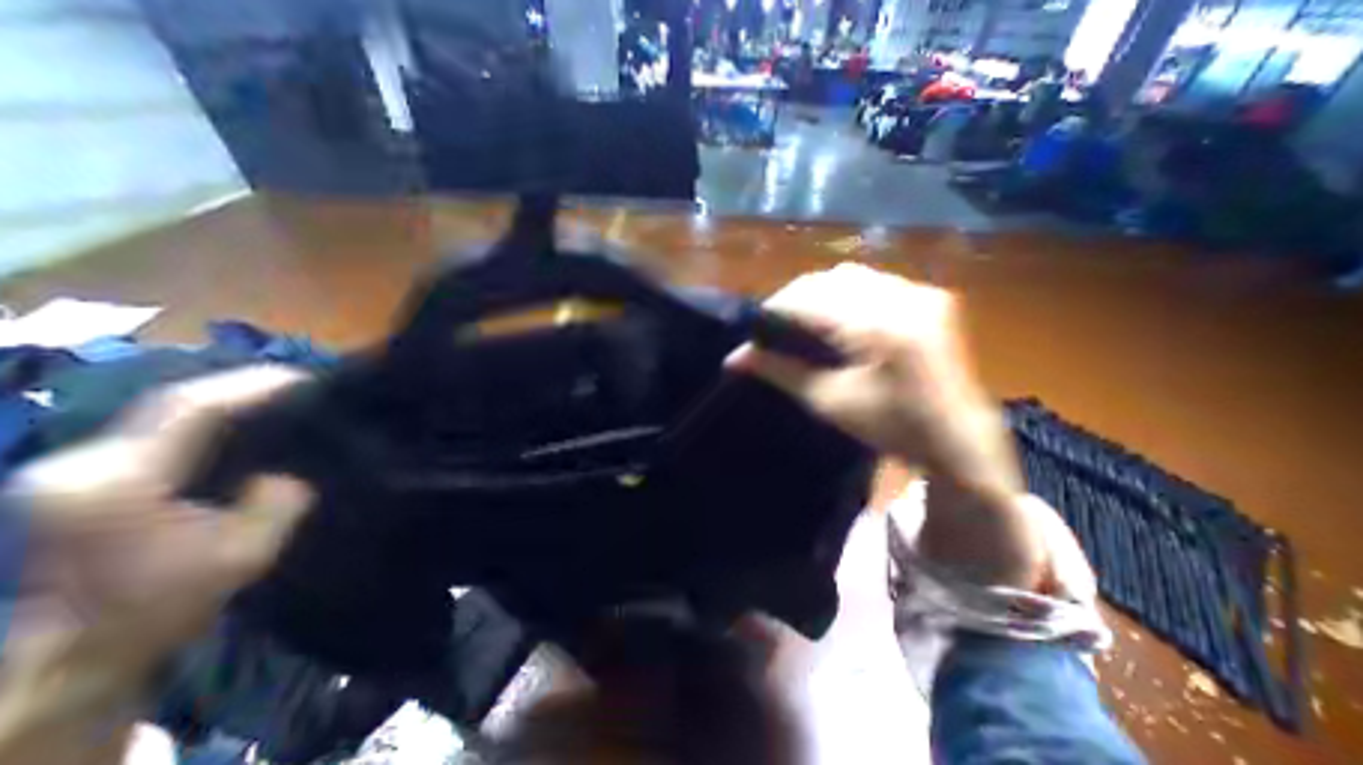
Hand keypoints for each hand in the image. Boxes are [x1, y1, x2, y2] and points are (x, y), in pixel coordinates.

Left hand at [0, 369, 310, 761]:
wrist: (76, 650)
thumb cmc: (164, 606)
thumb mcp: (245, 556)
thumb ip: (278, 506)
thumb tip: (283, 476)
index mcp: (118, 484)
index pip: (190, 409)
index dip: (252, 386)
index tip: (305, 379)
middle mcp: (83, 464)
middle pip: (173, 401)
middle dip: (243, 386)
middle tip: (301, 384)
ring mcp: (74, 467)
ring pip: (164, 410)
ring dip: (228, 398)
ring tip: (281, 396)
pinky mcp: (83, 473)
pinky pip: (159, 427)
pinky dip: (209, 417)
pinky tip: (243, 419)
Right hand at [735, 263, 1046, 590]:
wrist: (957, 437)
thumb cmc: (891, 427)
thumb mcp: (828, 401)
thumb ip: (779, 372)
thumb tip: (733, 358)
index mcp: (879, 326)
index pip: (810, 299)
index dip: (775, 308)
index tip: (755, 329)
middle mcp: (903, 296)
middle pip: (829, 279)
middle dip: (796, 299)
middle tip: (778, 327)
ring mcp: (921, 292)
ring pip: (850, 276)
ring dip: (820, 293)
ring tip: (805, 321)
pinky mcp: (929, 295)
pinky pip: (873, 281)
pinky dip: (846, 294)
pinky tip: (838, 317)